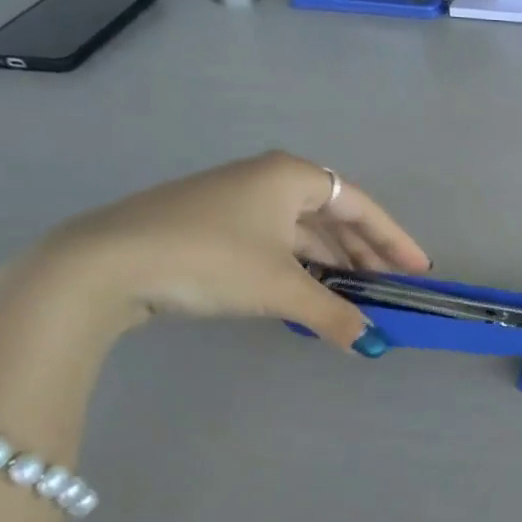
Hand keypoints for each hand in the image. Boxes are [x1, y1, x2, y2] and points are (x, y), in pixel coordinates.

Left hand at [42, 151, 430, 352]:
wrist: (103, 263)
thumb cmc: (209, 258)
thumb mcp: (280, 287)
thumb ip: (332, 313)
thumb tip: (372, 344)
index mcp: (292, 176)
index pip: (361, 205)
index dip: (395, 239)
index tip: (418, 269)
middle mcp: (267, 179)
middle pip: (333, 216)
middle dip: (363, 253)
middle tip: (389, 286)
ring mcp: (236, 200)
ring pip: (300, 231)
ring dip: (330, 263)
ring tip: (354, 295)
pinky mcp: (210, 224)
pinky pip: (273, 243)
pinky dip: (297, 267)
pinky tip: (305, 293)